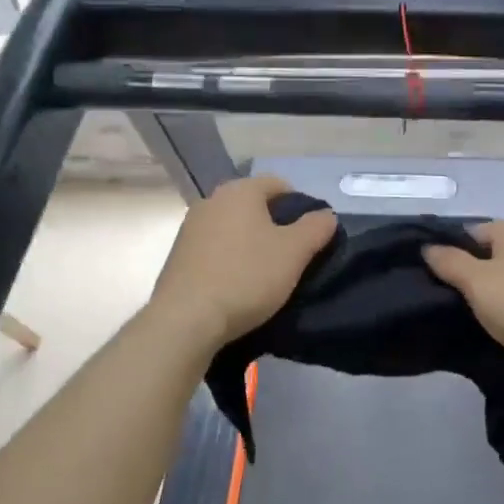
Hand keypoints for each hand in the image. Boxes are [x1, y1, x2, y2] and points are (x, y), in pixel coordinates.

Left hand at [149, 175, 338, 351]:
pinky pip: (214, 249)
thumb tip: (326, 215)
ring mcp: (190, 228)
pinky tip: (237, 285)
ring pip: (232, 228)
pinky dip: (229, 259)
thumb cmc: (246, 277)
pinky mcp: (178, 256)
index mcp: (240, 191)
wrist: (186, 319)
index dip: (300, 206)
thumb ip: (315, 228)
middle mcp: (211, 200)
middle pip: (253, 206)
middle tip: (292, 256)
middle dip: (274, 226)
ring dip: (251, 244)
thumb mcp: (294, 252)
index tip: (311, 235)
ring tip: (265, 274)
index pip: (279, 185)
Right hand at [423, 221, 503, 369]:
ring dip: (501, 291)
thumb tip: (428, 246)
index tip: (440, 279)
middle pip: (496, 254)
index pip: (472, 232)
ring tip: (485, 317)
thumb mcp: (477, 284)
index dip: (453, 252)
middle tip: (459, 300)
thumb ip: (450, 263)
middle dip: (478, 273)